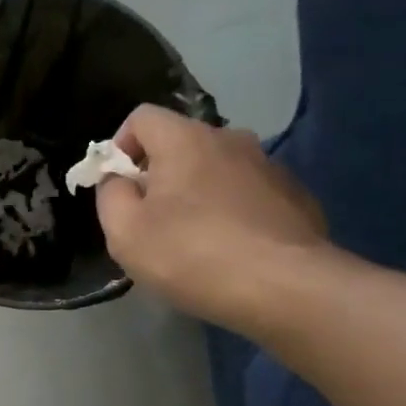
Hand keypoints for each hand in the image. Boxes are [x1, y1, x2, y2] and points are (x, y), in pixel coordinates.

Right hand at [96, 105, 331, 332]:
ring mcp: (268, 166)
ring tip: (194, 241)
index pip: (141, 118)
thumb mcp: (125, 232)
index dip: (120, 148)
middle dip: (159, 176)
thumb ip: (110, 195)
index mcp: (185, 139)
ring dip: (198, 194)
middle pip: (181, 144)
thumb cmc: (191, 255)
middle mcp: (230, 139)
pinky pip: (248, 195)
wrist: (286, 287)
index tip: (118, 188)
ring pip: (217, 170)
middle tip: (152, 222)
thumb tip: (118, 179)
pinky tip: (232, 251)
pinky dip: (232, 213)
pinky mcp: (294, 196)